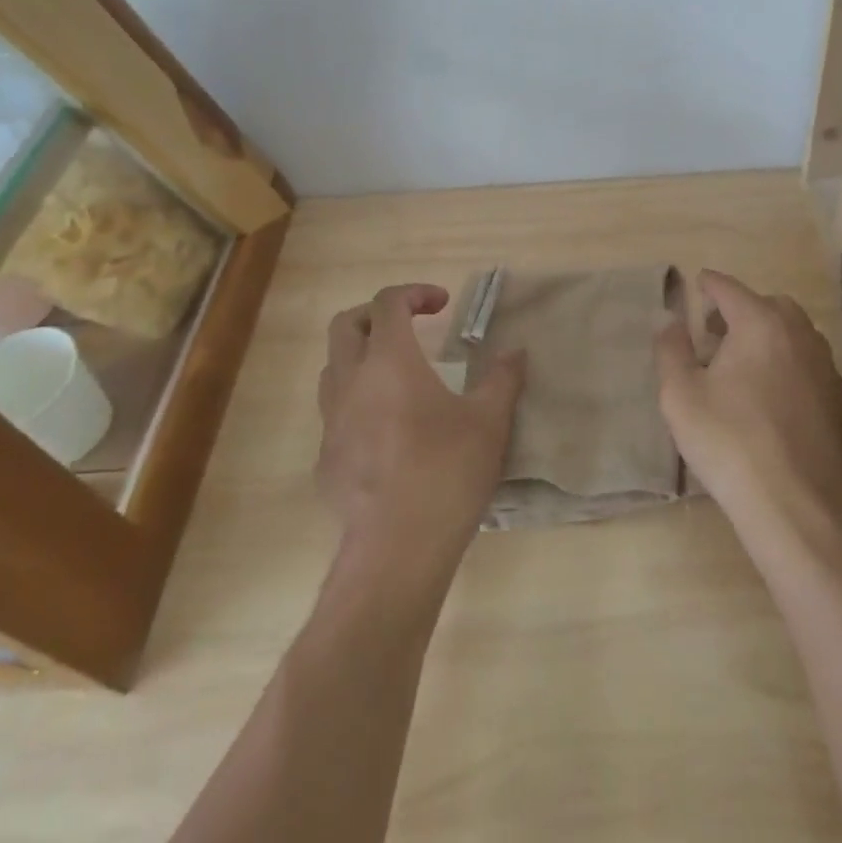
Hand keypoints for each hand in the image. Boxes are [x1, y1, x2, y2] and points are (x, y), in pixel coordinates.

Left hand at [318, 284, 525, 555]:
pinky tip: (387, 430)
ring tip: (397, 375)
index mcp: (389, 361)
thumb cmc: (447, 472)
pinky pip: (334, 414)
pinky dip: (357, 403)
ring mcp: (331, 422)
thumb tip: (515, 352)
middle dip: (376, 315)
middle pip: (346, 324)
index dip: (414, 293)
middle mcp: (351, 382)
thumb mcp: (489, 421)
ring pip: (333, 368)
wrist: (397, 550)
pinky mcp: (326, 460)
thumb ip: (502, 378)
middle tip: (410, 327)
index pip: (387, 302)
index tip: (442, 304)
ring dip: (361, 357)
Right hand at [657, 270, 841, 541]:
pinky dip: (785, 358)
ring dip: (765, 333)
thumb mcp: (681, 394)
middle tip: (713, 330)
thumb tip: (669, 317)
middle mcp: (798, 333)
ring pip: (792, 331)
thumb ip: (671, 348)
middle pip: (767, 304)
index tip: (696, 284)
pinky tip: (767, 391)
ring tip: (739, 361)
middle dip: (740, 308)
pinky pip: (805, 359)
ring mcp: (823, 365)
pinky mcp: (835, 397)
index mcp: (760, 322)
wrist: (796, 505)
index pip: (729, 288)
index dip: (708, 285)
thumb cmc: (730, 441)